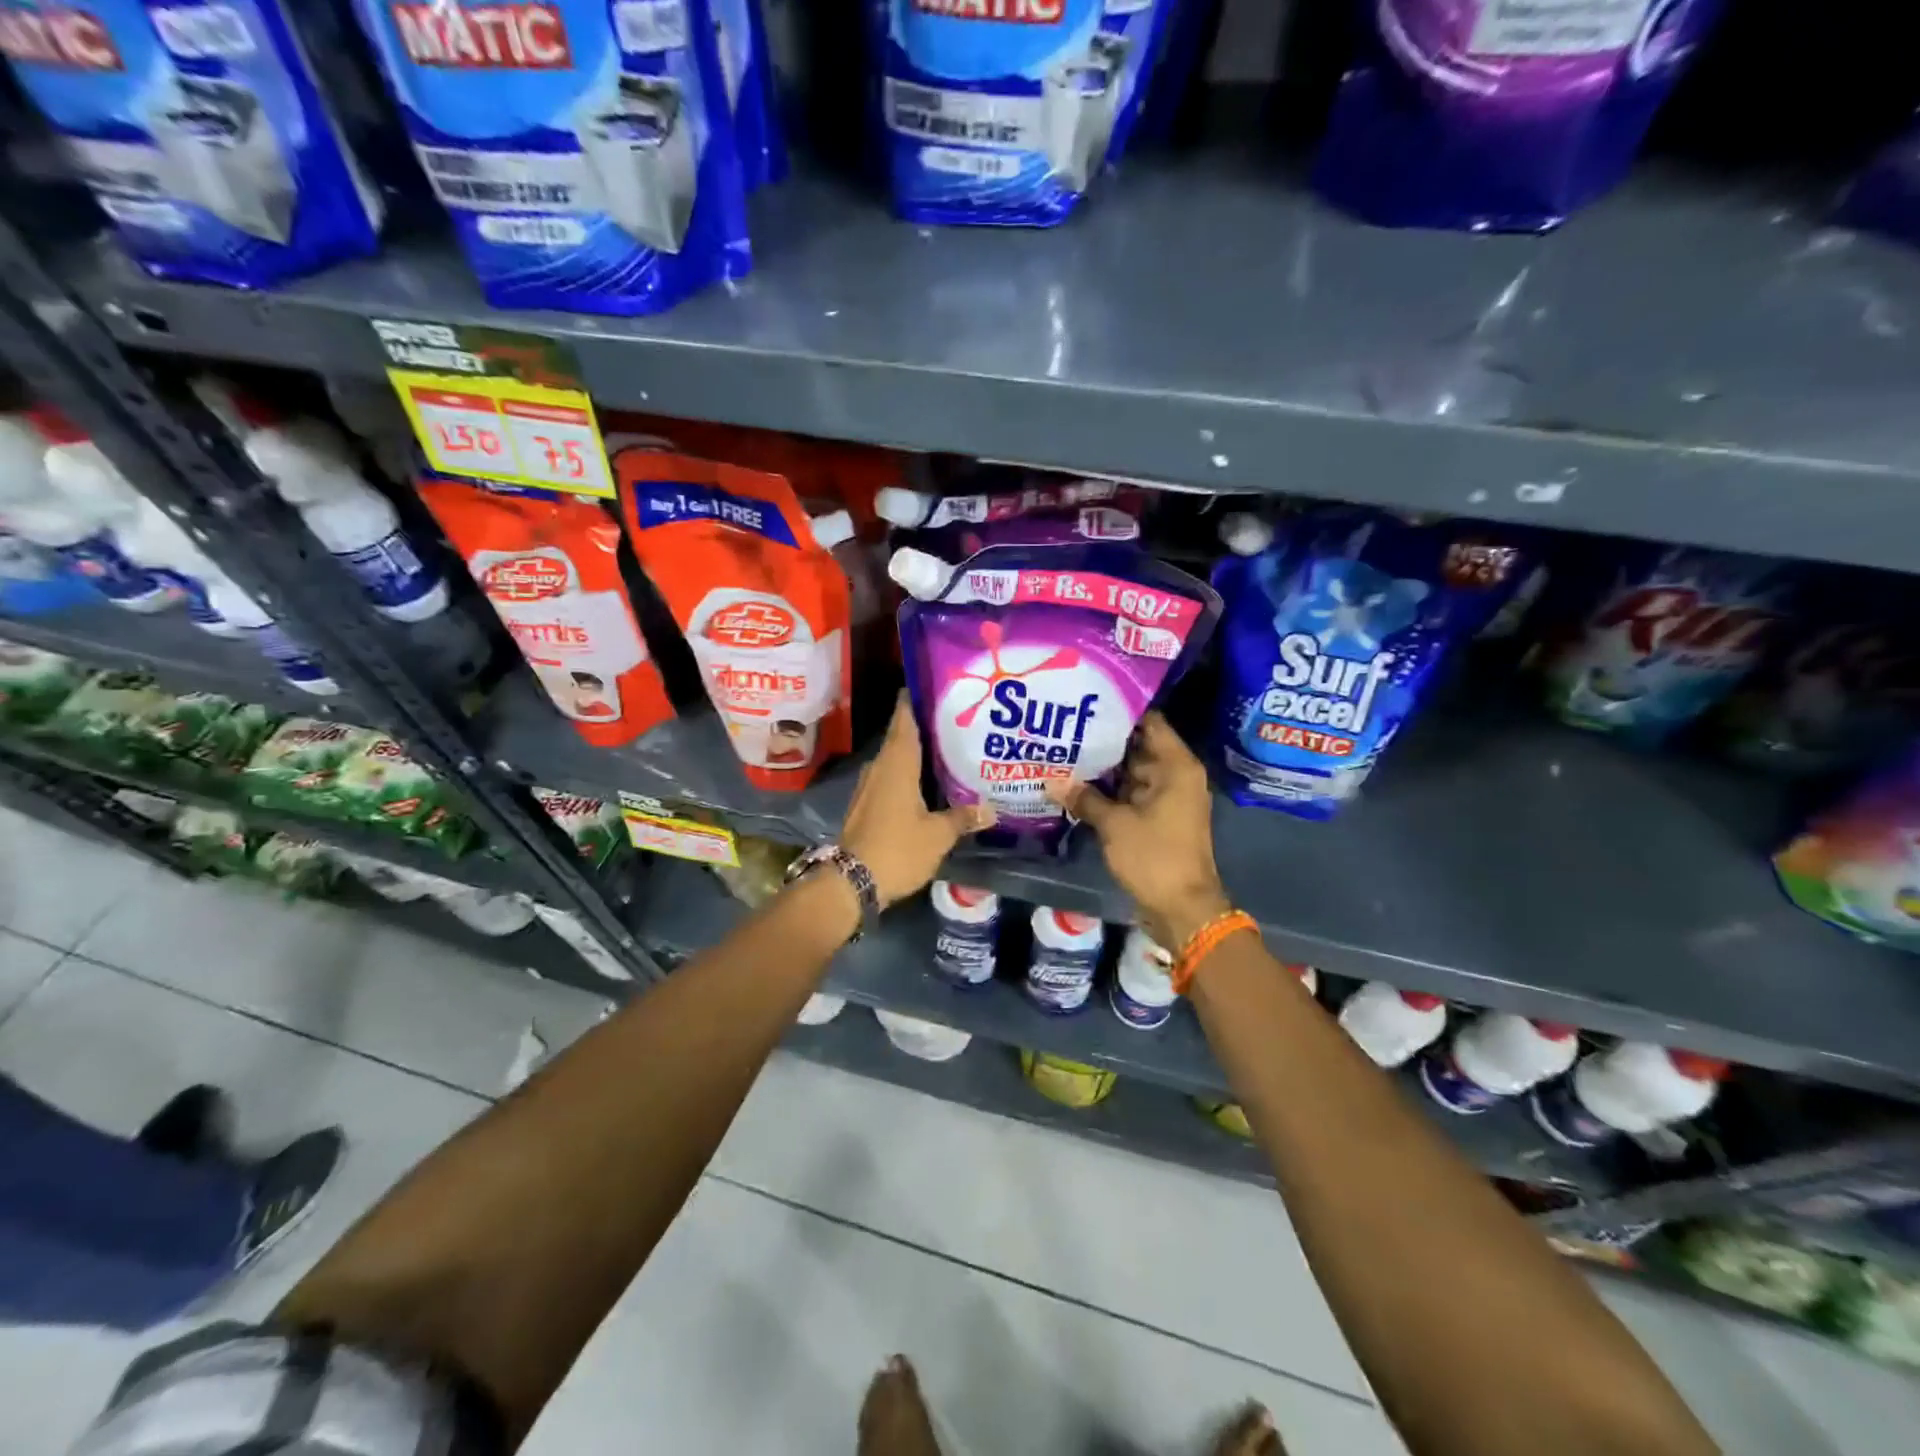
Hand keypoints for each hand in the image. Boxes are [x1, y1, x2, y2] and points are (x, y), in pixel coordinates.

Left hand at [842, 695, 994, 908]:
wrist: (851, 882)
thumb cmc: (897, 849)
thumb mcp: (938, 835)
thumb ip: (963, 817)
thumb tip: (991, 809)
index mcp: (897, 764)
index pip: (905, 719)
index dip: (916, 700)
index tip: (935, 687)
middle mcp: (880, 767)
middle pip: (901, 736)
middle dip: (924, 725)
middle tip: (954, 718)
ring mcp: (869, 786)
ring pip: (895, 758)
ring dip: (916, 751)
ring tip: (946, 747)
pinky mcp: (865, 805)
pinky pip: (889, 777)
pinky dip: (907, 773)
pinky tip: (926, 782)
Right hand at [1046, 713, 1229, 950]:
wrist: (1182, 908)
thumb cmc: (1154, 857)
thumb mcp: (1115, 824)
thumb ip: (1084, 798)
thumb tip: (1052, 781)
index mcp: (1176, 766)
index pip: (1150, 723)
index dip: (1121, 710)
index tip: (1088, 700)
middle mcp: (1176, 776)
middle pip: (1138, 746)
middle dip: (1105, 739)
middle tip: (1066, 725)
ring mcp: (1167, 798)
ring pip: (1132, 772)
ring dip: (1104, 767)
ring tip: (1065, 750)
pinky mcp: (1157, 819)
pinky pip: (1131, 794)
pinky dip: (1110, 790)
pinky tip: (1077, 784)